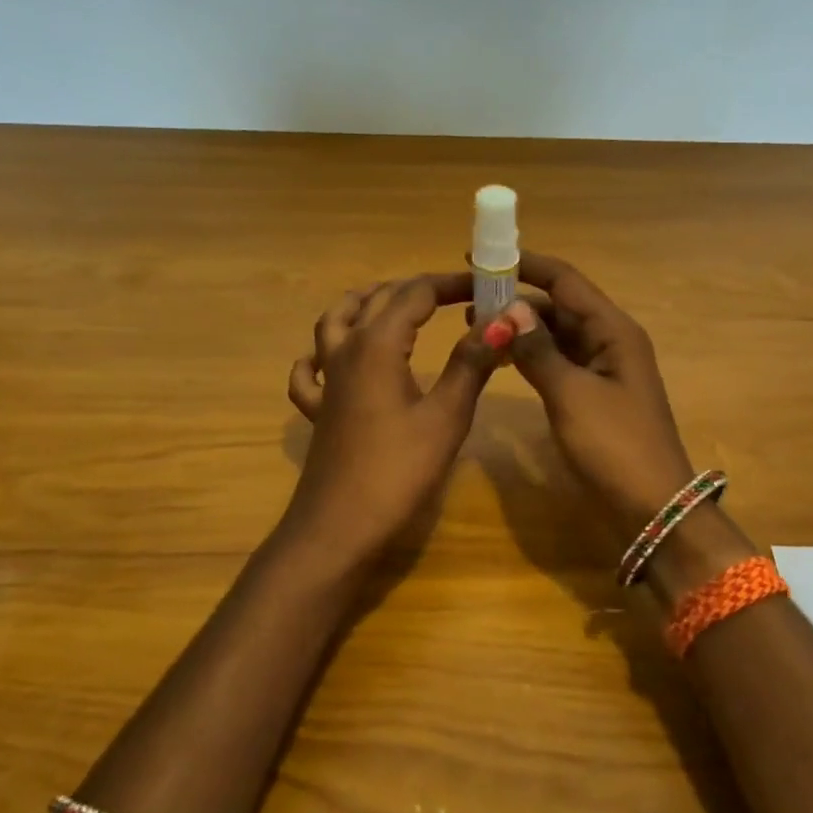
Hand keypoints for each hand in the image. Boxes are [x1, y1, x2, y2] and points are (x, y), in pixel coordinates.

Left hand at [284, 273, 505, 566]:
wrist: (340, 527)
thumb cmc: (398, 471)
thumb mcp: (446, 416)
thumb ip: (471, 364)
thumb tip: (502, 321)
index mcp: (378, 345)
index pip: (416, 294)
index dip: (451, 285)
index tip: (486, 287)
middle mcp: (346, 351)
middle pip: (377, 300)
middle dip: (416, 290)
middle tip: (455, 297)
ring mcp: (326, 381)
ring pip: (335, 322)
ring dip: (364, 304)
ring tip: (392, 304)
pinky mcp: (318, 411)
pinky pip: (310, 371)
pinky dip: (320, 355)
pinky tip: (332, 360)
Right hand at [502, 252, 699, 531]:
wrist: (652, 509)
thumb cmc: (615, 446)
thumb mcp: (571, 395)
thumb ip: (538, 351)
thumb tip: (509, 309)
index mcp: (614, 331)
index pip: (566, 281)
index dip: (526, 265)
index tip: (483, 259)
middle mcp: (611, 341)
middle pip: (561, 306)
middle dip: (518, 301)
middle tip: (470, 304)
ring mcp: (604, 370)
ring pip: (558, 336)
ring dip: (523, 330)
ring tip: (479, 329)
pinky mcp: (594, 396)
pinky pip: (560, 362)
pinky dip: (533, 356)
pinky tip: (505, 360)